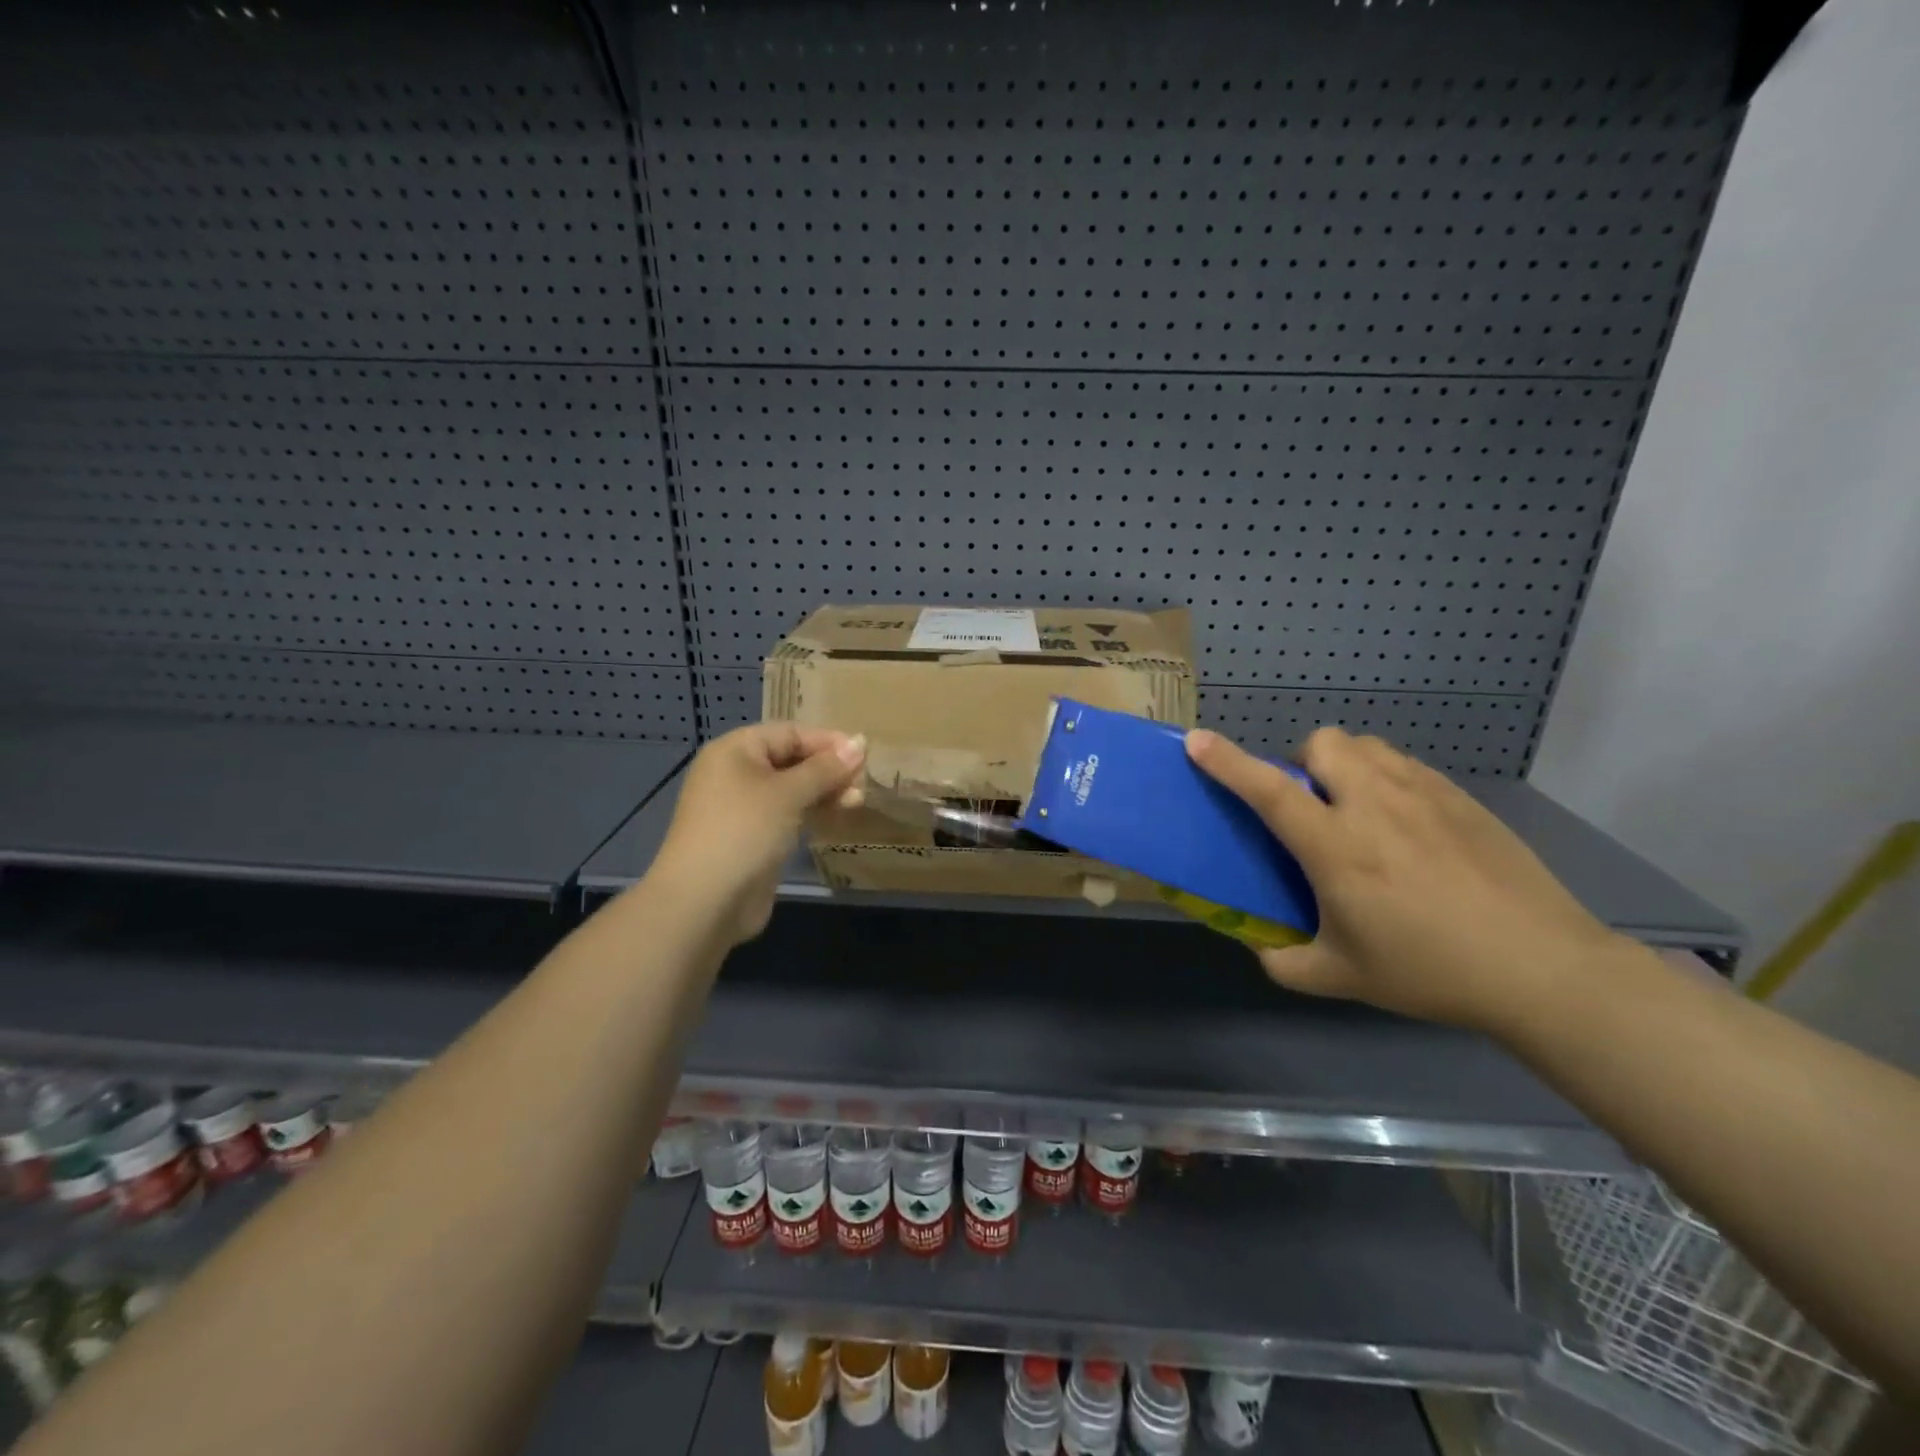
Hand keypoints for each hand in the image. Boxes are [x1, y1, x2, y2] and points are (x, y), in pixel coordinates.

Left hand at [654, 723, 866, 943]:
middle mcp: (736, 773)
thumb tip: (860, 742)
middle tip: (863, 783)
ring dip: (825, 792)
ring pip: (792, 789)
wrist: (705, 901)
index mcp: (736, 750)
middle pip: (791, 759)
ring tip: (856, 802)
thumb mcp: (789, 793)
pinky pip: (788, 814)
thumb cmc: (745, 831)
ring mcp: (743, 807)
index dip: (827, 741)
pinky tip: (836, 818)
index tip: (865, 755)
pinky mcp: (753, 837)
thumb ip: (825, 768)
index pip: (790, 733)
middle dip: (829, 769)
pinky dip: (812, 813)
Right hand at [1186, 726, 1626, 1033]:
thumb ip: (1283, 962)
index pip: (1270, 790)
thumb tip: (1258, 945)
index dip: (1227, 762)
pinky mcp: (1461, 798)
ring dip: (1344, 765)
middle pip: (1323, 743)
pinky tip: (1404, 825)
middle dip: (1303, 762)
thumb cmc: (1430, 971)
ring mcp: (1424, 795)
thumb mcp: (1341, 978)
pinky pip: (1405, 764)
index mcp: (1338, 849)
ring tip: (1357, 809)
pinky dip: (1385, 778)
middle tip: (1312, 805)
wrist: (1542, 969)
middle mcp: (1376, 807)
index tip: (1196, 740)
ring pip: (1366, 745)